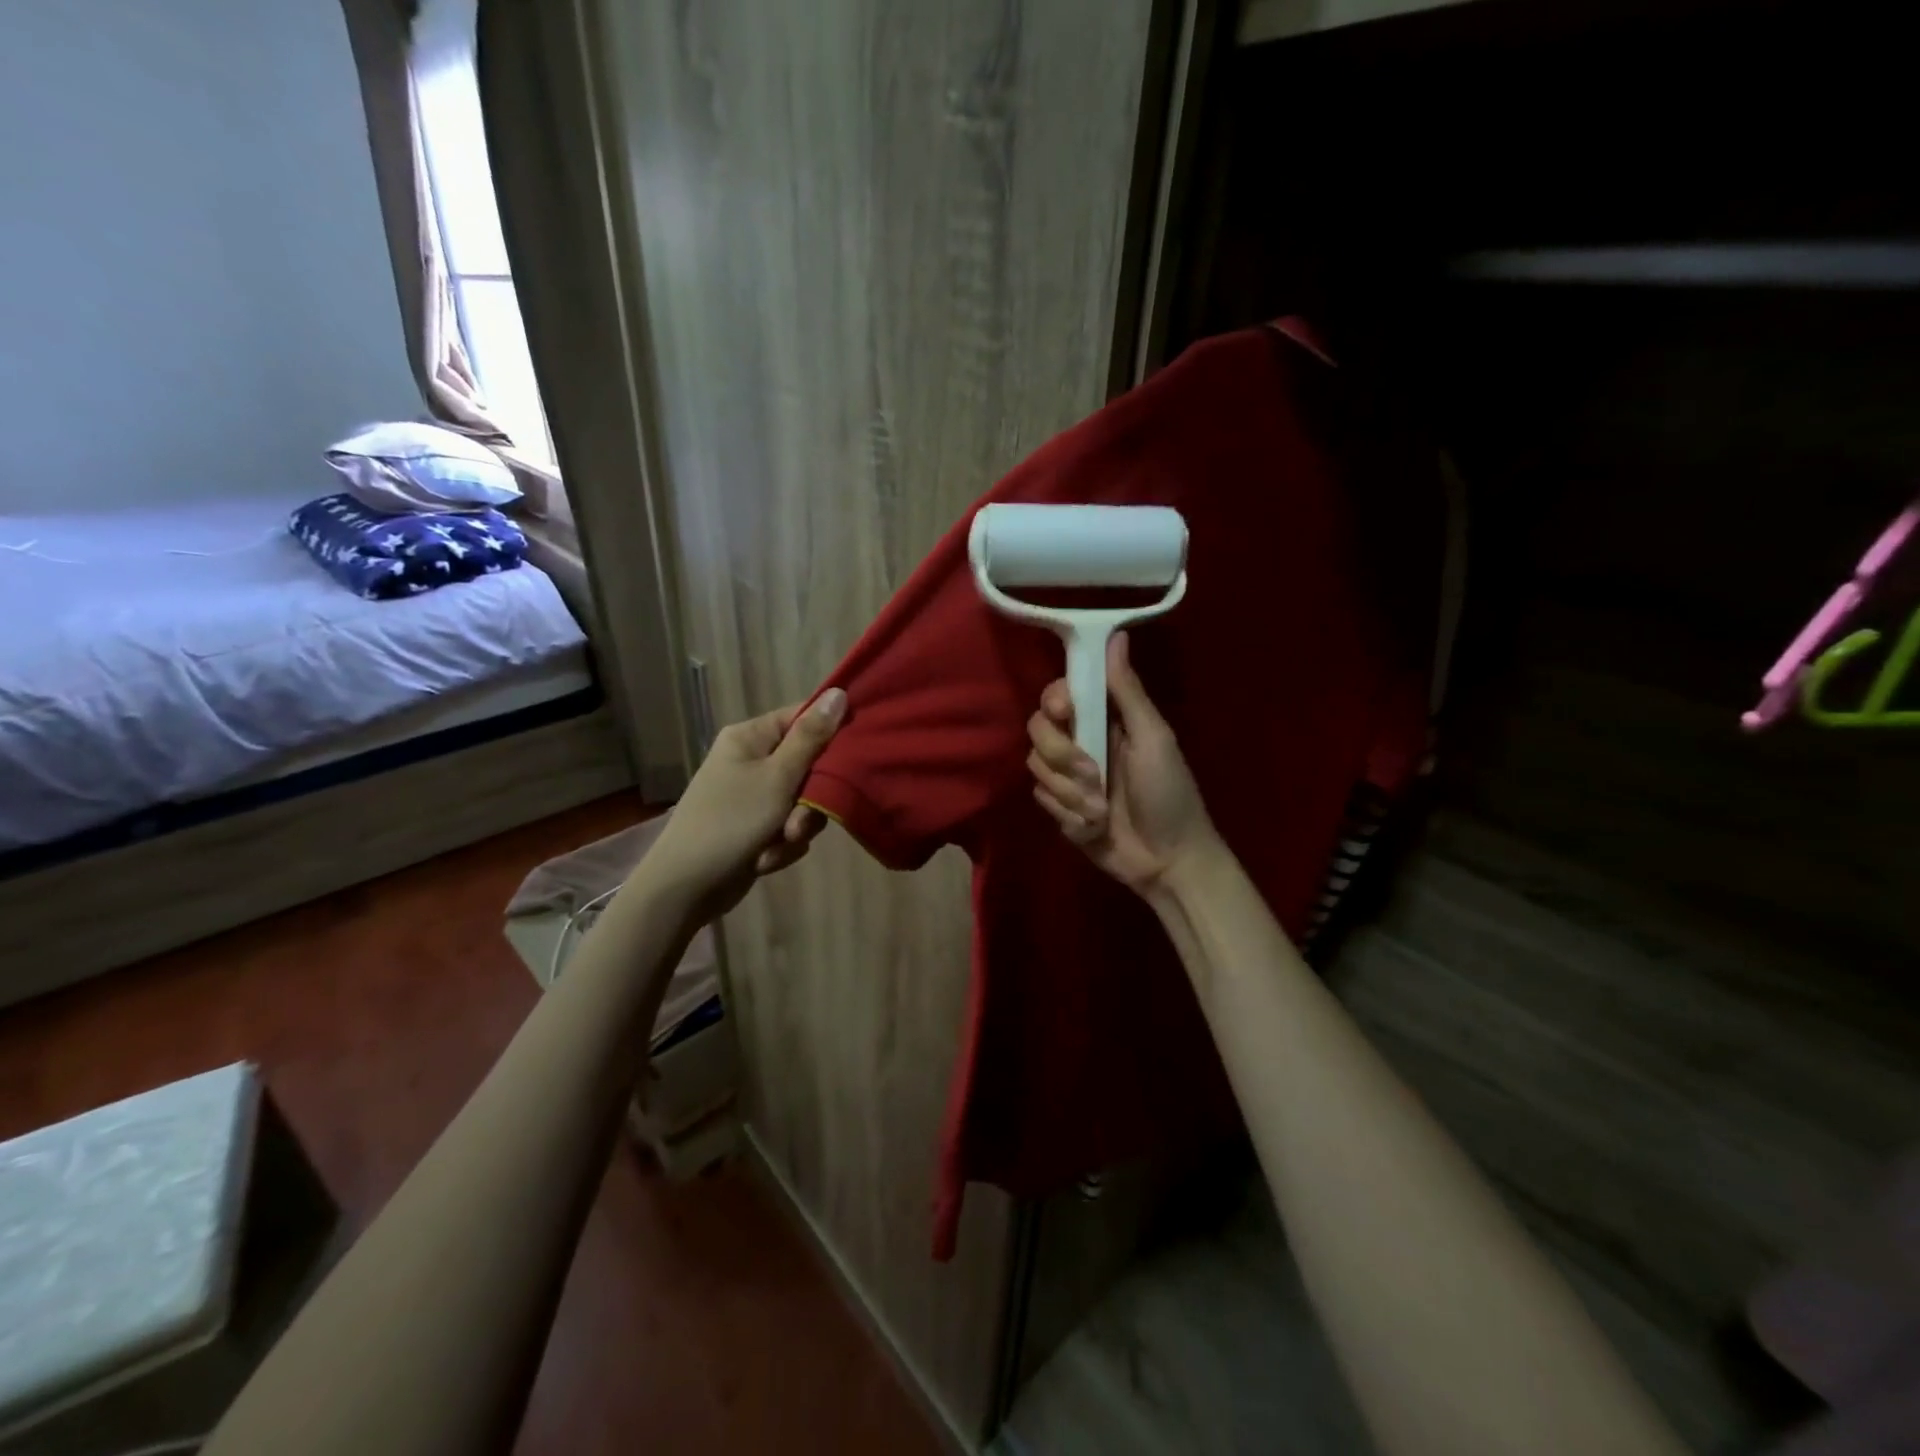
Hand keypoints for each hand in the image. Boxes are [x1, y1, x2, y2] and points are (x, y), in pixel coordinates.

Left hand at [642, 688, 846, 922]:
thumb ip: (811, 738)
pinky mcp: (755, 827)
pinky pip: (788, 827)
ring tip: (778, 845)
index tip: (855, 753)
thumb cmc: (731, 822)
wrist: (685, 887)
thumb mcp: (778, 777)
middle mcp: (751, 760)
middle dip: (809, 801)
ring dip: (796, 827)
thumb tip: (838, 691)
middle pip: (808, 765)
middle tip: (799, 823)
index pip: (802, 718)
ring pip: (802, 802)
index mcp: (750, 737)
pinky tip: (764, 859)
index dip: (831, 734)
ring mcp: (753, 795)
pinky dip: (782, 845)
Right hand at [1026, 632, 1220, 899]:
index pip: (1060, 694)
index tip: (1065, 712)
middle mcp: (1081, 742)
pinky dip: (1069, 815)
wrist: (1168, 861)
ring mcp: (1067, 777)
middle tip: (1093, 775)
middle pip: (1038, 728)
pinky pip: (1041, 799)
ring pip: (1036, 766)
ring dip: (1070, 792)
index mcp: (1106, 720)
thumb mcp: (1154, 738)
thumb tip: (1116, 634)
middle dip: (1061, 754)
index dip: (1055, 701)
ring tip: (1101, 810)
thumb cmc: (1170, 794)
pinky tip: (1094, 826)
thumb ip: (1128, 692)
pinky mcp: (1059, 808)